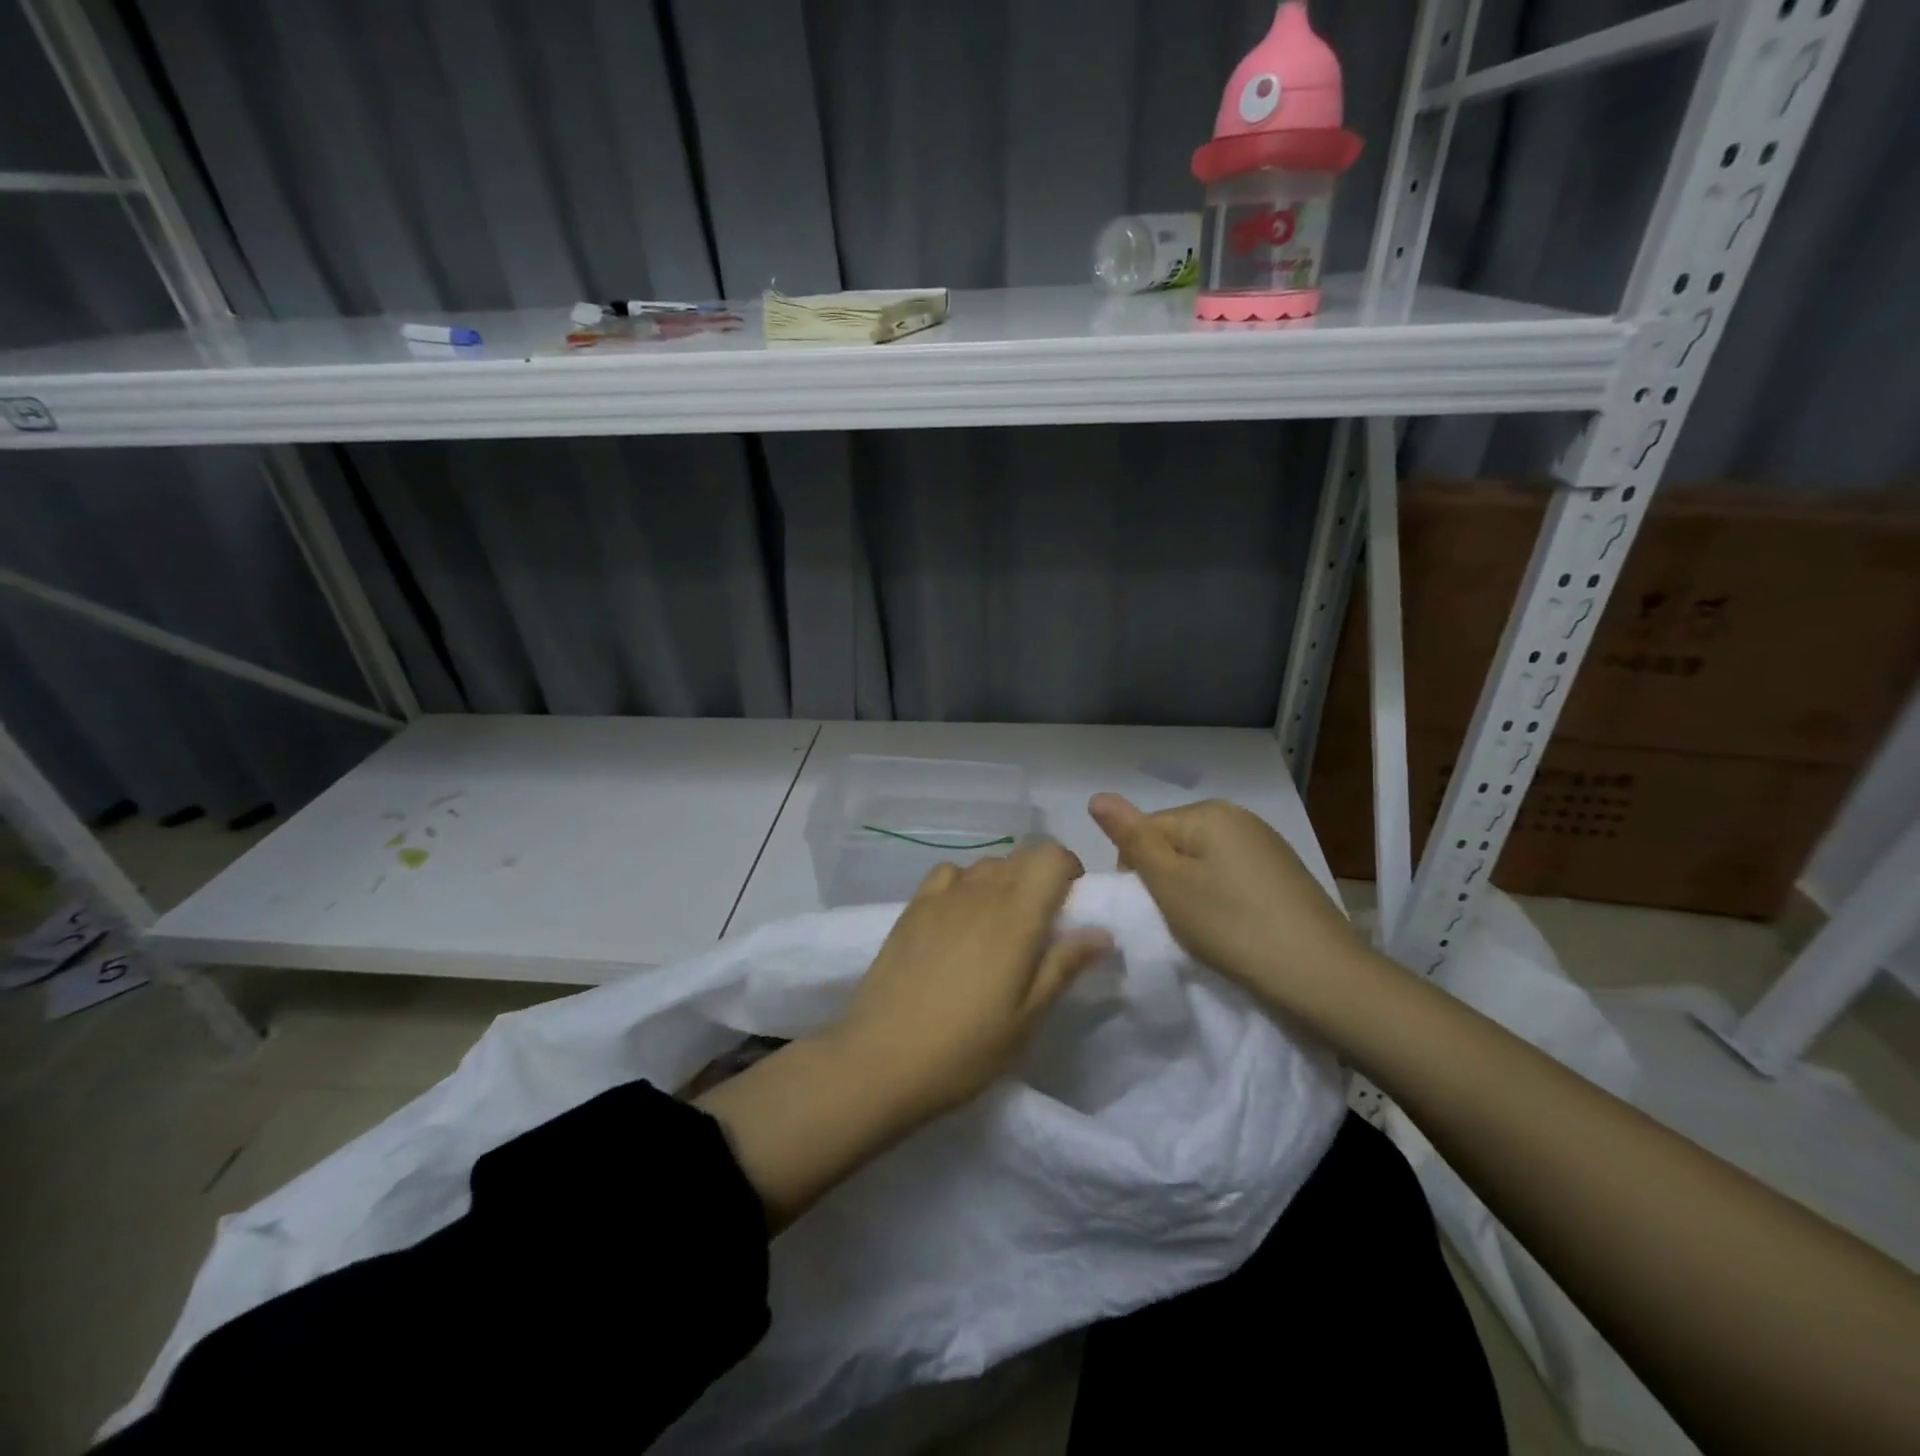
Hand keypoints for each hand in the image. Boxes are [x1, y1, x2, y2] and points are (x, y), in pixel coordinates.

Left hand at [834, 843, 1113, 1118]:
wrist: (881, 1058)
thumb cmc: (967, 1047)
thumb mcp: (1028, 1017)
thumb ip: (1064, 966)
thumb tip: (1102, 932)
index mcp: (1017, 915)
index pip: (1052, 856)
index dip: (1069, 869)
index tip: (1071, 904)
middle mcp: (981, 892)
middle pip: (1021, 856)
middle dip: (1040, 877)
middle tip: (1040, 923)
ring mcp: (942, 896)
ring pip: (986, 864)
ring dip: (1004, 881)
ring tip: (999, 925)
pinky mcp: (912, 907)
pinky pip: (949, 874)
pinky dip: (965, 883)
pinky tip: (959, 917)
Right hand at [1087, 793, 1367, 1012]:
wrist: (1321, 974)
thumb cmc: (1232, 926)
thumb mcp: (1169, 884)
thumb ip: (1131, 838)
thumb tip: (1097, 796)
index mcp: (1208, 812)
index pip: (1146, 830)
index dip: (1136, 870)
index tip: (1150, 909)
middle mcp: (1239, 816)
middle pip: (1175, 842)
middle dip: (1165, 878)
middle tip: (1176, 921)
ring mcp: (1266, 843)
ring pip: (1203, 860)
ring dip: (1192, 889)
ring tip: (1205, 927)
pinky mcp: (1284, 871)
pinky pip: (1232, 874)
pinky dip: (1222, 897)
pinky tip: (1233, 925)